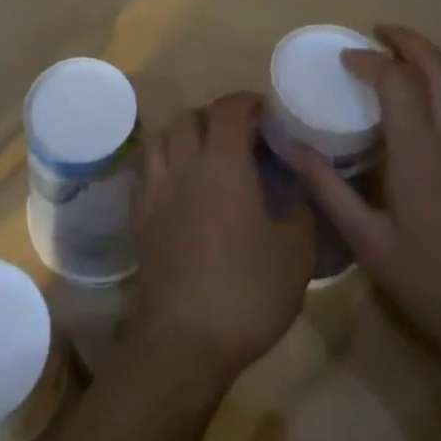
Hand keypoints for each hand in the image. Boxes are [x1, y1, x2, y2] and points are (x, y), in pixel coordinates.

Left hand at [130, 91, 315, 386]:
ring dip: (185, 136)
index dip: (247, 103)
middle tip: (240, 138)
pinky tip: (181, 187)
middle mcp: (184, 164)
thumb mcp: (296, 255)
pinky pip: (149, 170)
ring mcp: (156, 188)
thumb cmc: (246, 290)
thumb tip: (296, 192)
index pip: (228, 110)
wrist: (184, 337)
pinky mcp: (140, 215)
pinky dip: (166, 164)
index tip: (266, 114)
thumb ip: (300, 213)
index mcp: (223, 163)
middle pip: (191, 117)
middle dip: (216, 117)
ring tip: (207, 155)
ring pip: (163, 137)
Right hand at [286, 26, 440, 381]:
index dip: (370, 61)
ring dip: (440, 61)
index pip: (398, 82)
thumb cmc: (434, 284)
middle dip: (409, 42)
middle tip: (379, 35)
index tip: (346, 60)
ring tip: (413, 58)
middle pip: (440, 69)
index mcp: (421, 156)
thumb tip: (289, 146)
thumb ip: (327, 188)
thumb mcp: (368, 243)